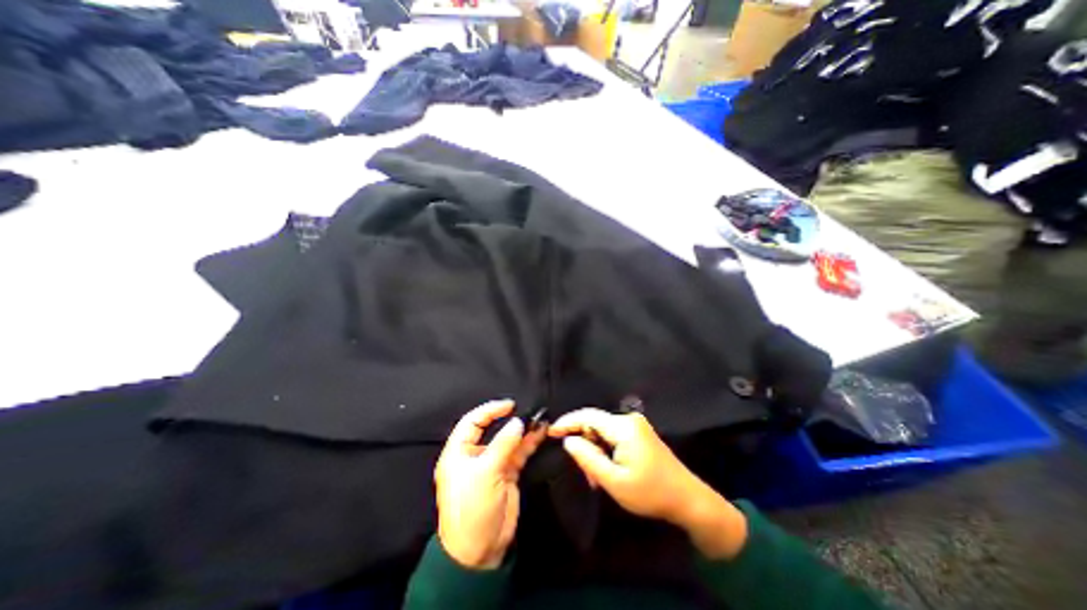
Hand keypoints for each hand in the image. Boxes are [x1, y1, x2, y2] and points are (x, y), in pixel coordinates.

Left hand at [437, 402, 546, 569]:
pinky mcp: (507, 473)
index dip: (489, 410)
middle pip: (493, 429)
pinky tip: (540, 432)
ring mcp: (493, 464)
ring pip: (509, 440)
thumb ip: (503, 444)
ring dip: (524, 430)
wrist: (480, 552)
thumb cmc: (473, 508)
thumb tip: (518, 421)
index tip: (510, 405)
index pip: (472, 422)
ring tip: (540, 419)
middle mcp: (475, 455)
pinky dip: (529, 442)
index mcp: (459, 452)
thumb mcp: (485, 473)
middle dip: (510, 419)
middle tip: (528, 411)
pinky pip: (519, 452)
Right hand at [554, 407, 747, 560]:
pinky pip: (613, 435)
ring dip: (595, 449)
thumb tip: (569, 440)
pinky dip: (605, 450)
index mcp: (623, 427)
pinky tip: (606, 469)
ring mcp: (635, 425)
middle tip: (581, 469)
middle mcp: (629, 419)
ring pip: (603, 431)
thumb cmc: (650, 493)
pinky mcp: (639, 433)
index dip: (567, 422)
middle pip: (595, 423)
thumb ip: (589, 458)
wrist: (688, 499)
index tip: (550, 432)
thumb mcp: (615, 481)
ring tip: (595, 475)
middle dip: (583, 442)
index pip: (588, 417)